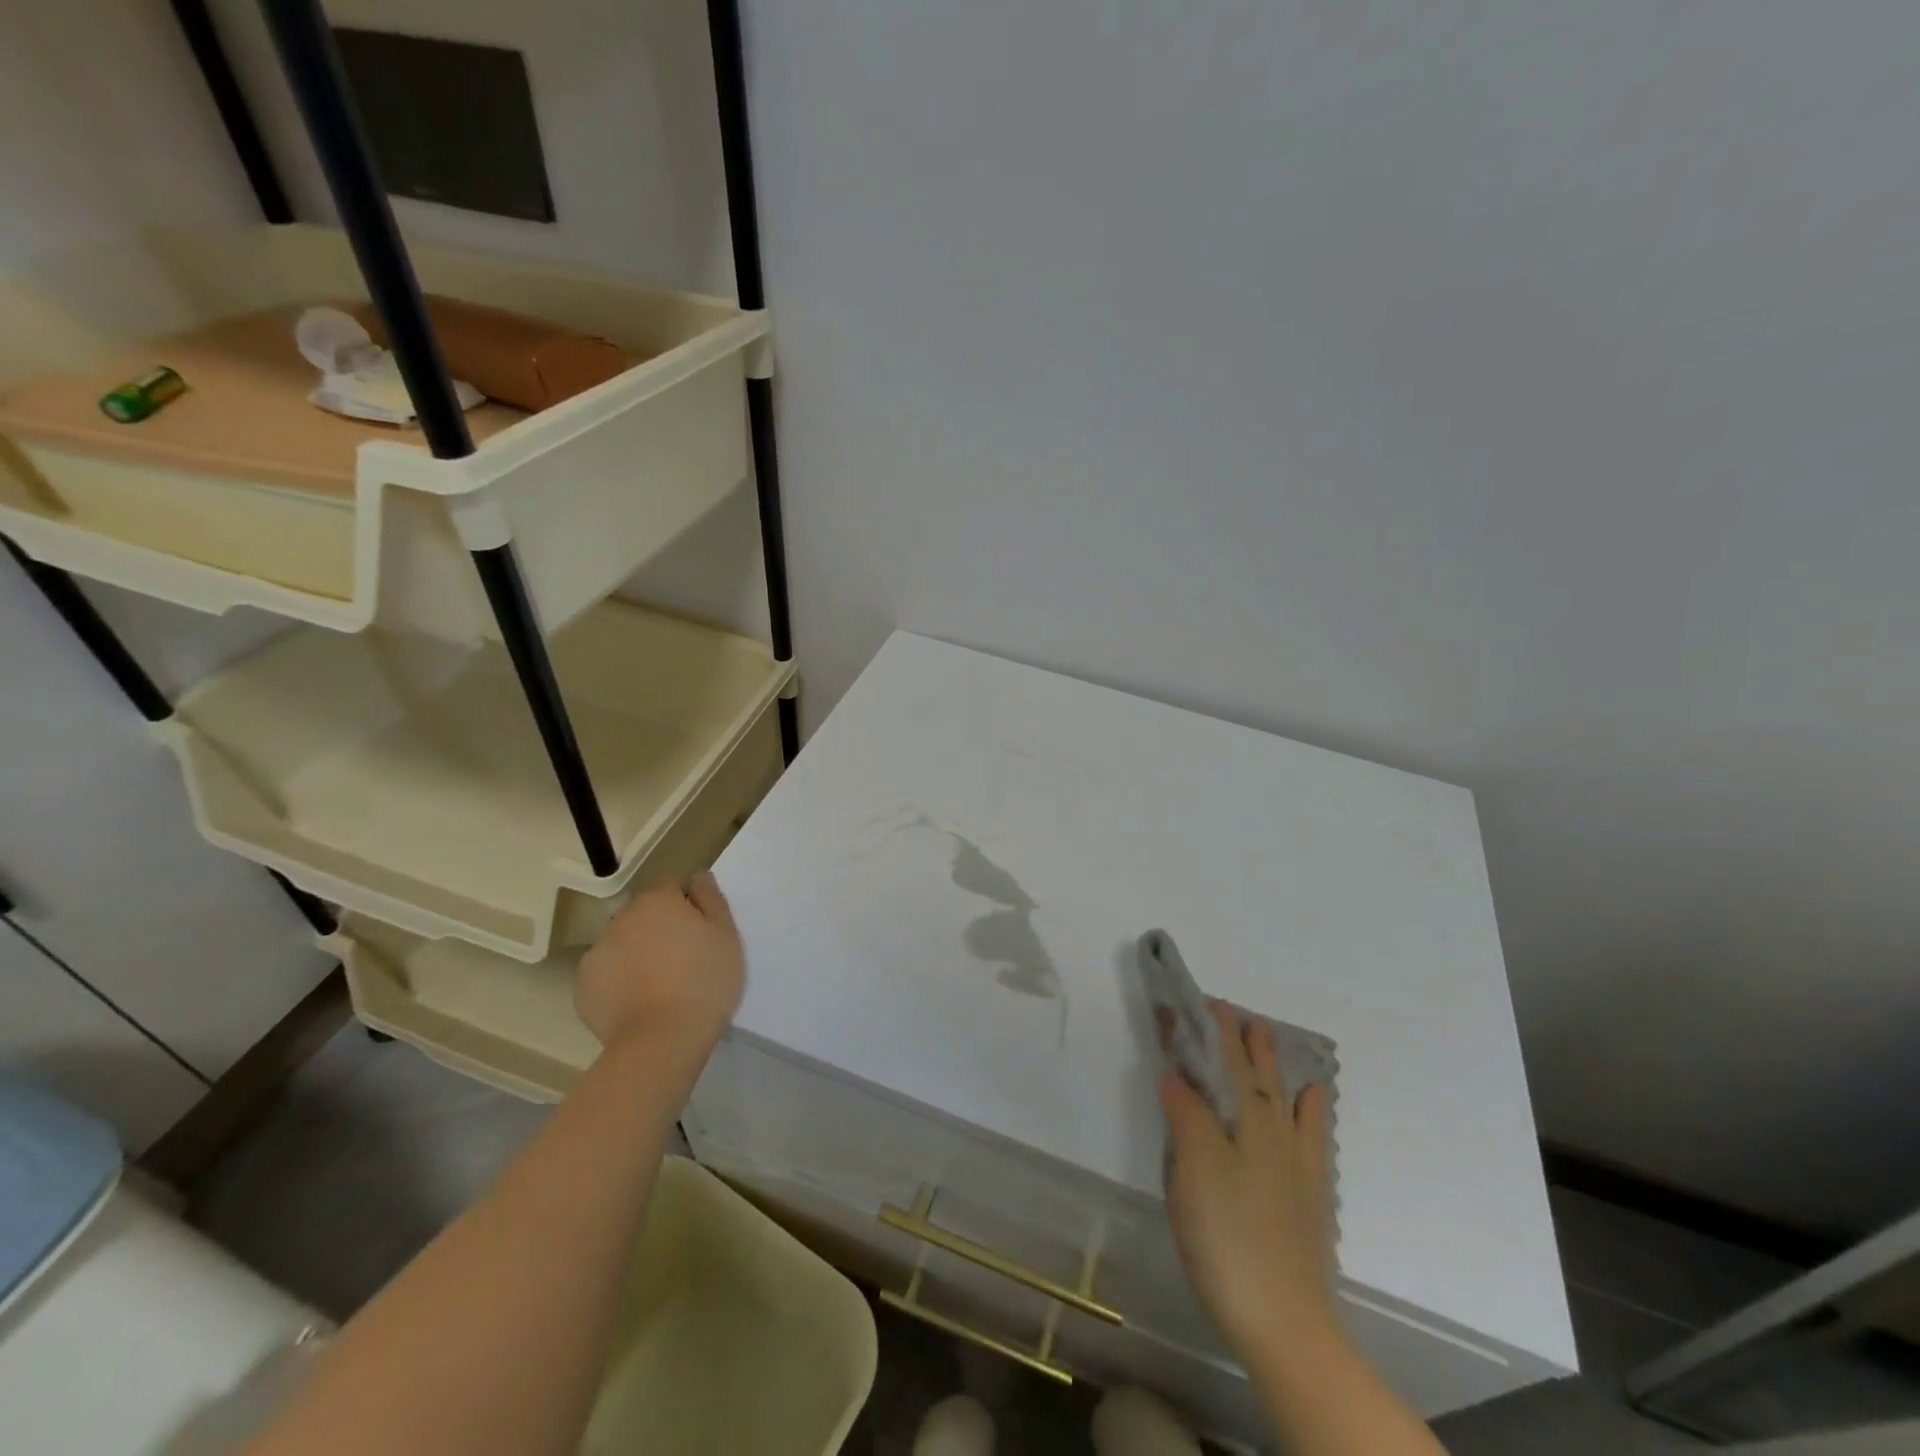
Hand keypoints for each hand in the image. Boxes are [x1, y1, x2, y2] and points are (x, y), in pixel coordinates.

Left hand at [576, 873, 743, 1057]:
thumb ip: (711, 898)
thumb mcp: (726, 935)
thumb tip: (698, 877)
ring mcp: (597, 952)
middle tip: (682, 958)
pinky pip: (606, 973)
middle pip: (643, 913)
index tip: (699, 929)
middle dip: (659, 927)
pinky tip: (638, 1001)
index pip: (669, 885)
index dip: (685, 903)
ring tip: (659, 984)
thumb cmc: (704, 981)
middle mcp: (621, 919)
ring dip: (637, 951)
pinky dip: (619, 980)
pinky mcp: (583, 986)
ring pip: (622, 942)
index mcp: (657, 901)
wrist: (661, 1040)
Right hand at [1161, 1000, 1339, 1363]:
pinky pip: (1313, 1135)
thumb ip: (1186, 1113)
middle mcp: (1275, 1133)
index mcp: (1245, 1121)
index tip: (1201, 1000)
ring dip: (1274, 1064)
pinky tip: (1313, 1101)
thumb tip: (1175, 1070)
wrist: (1283, 1320)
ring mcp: (1297, 1165)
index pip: (1225, 1062)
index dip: (1212, 1031)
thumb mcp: (1193, 1168)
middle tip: (1234, 1011)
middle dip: (1243, 1040)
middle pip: (1258, 1074)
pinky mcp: (1309, 1197)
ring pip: (1286, 1098)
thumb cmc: (1227, 1235)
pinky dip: (1311, 1110)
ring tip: (1268, 1037)